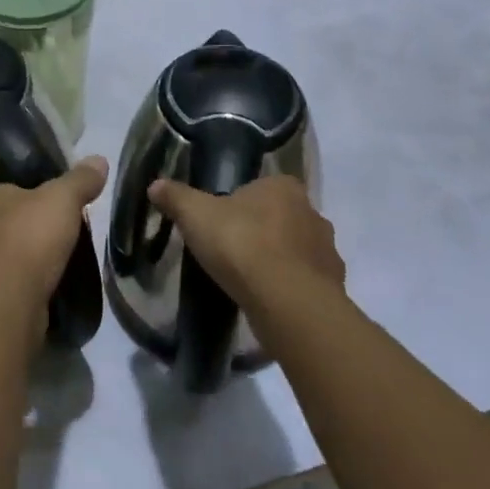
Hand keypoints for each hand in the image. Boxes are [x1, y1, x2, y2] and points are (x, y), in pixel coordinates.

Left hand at [0, 156, 107, 340]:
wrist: (8, 304)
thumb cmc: (29, 238)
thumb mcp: (62, 198)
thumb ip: (81, 179)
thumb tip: (100, 159)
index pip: (15, 187)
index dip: (40, 192)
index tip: (66, 201)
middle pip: (17, 220)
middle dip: (42, 226)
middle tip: (74, 230)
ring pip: (19, 252)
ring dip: (40, 256)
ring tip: (71, 257)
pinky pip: (22, 281)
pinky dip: (39, 281)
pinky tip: (59, 283)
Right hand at [148, 174, 342, 310]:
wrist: (287, 303)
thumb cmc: (242, 244)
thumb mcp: (196, 215)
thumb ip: (176, 197)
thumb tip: (155, 185)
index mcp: (283, 187)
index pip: (263, 187)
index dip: (243, 203)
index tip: (223, 223)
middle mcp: (312, 213)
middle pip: (282, 218)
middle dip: (263, 231)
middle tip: (234, 251)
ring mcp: (327, 252)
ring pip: (298, 251)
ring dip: (280, 262)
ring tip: (250, 281)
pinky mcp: (334, 289)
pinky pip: (307, 284)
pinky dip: (291, 290)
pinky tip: (269, 302)